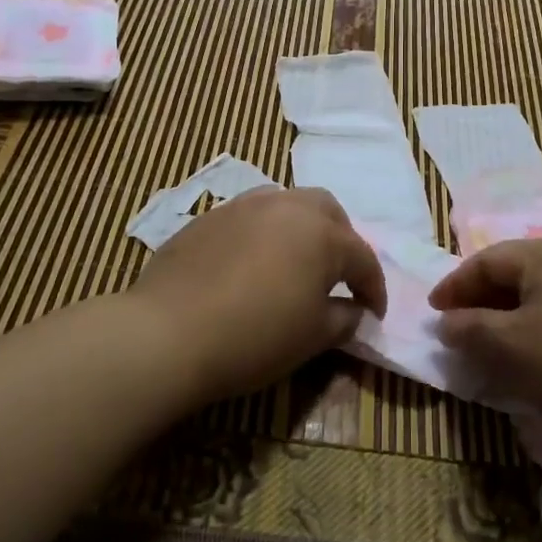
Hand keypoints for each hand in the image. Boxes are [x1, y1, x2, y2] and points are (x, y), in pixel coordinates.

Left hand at [131, 187, 386, 404]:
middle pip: (328, 212)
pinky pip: (250, 216)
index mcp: (322, 234)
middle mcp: (287, 206)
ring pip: (287, 204)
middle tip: (338, 275)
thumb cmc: (254, 337)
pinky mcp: (209, 216)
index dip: (373, 287)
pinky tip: (252, 263)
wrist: (168, 334)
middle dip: (341, 240)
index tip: (374, 312)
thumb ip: (343, 319)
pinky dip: (264, 234)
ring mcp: (244, 206)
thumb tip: (353, 309)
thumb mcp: (312, 337)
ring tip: (294, 261)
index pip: (362, 258)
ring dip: (301, 228)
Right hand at [428, 238, 541, 450]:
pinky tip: (539, 357)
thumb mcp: (510, 347)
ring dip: (511, 317)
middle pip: (516, 273)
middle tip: (459, 329)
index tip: (434, 312)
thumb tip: (447, 322)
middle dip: (483, 301)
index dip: (455, 285)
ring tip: (494, 346)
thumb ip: (470, 329)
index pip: (487, 260)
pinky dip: (541, 327)